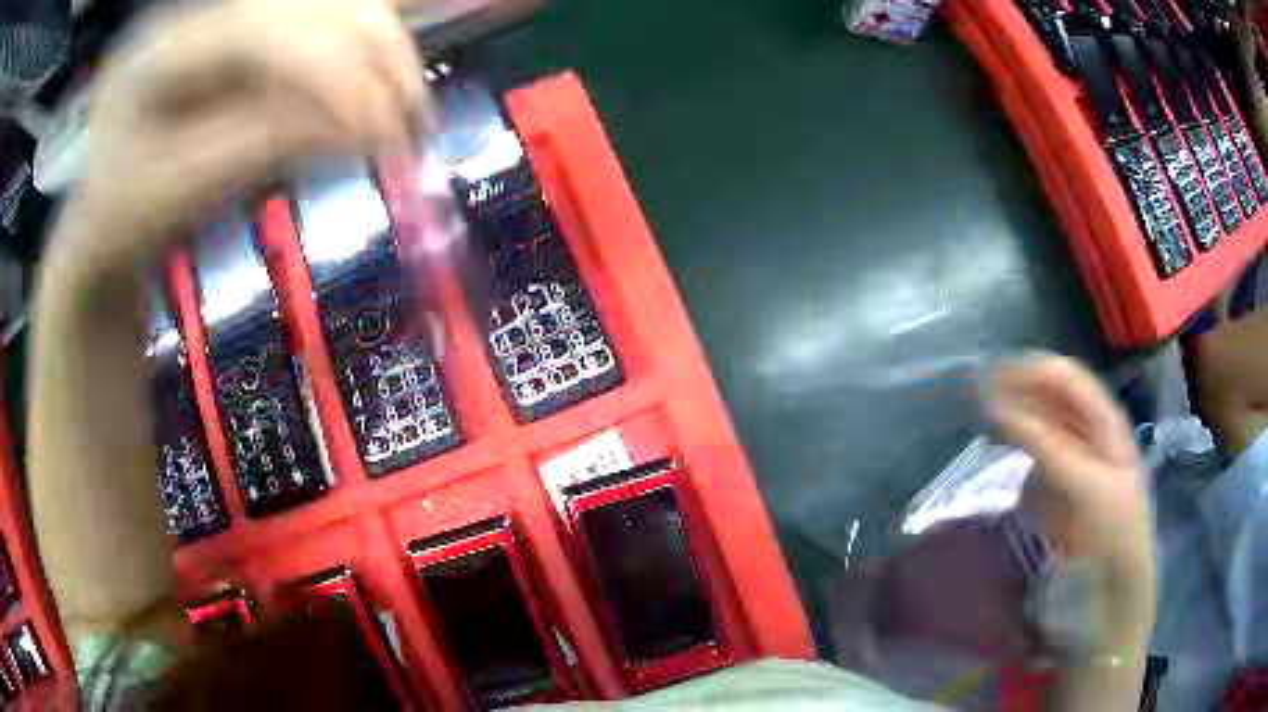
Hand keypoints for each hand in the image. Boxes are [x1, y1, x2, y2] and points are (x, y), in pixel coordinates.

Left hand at [51, 0, 426, 279]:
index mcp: (160, 49)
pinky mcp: (249, 31)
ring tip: (406, 115)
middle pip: (309, 2)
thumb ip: (260, 147)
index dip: (327, 71)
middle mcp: (200, 11)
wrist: (102, 216)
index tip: (385, 133)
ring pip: (330, 5)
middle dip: (373, 57)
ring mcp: (227, 14)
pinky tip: (380, 94)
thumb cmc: (122, 220)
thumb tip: (367, 125)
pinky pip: (324, 24)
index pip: (257, 32)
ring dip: (381, 54)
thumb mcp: (176, 194)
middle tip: (414, 126)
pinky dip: (363, 56)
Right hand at [987, 355, 1154, 642]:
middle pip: (1052, 399)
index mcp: (1106, 424)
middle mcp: (1090, 438)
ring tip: (983, 425)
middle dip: (1018, 392)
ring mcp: (1075, 469)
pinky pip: (1035, 467)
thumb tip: (997, 407)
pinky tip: (1003, 464)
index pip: (1066, 378)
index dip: (1030, 371)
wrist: (1111, 602)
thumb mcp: (1084, 485)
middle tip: (976, 400)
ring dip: (1015, 423)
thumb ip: (1045, 445)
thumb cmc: (1109, 537)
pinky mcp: (1059, 499)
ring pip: (1042, 431)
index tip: (988, 378)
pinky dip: (1017, 459)